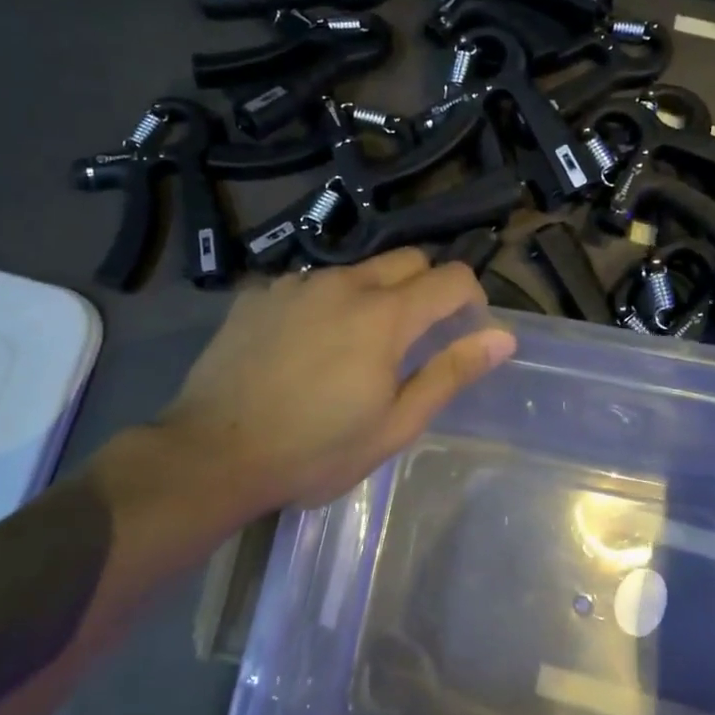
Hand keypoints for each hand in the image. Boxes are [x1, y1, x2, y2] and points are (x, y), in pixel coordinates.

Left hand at [153, 249, 515, 520]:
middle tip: (414, 339)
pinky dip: (323, 305)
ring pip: (355, 272)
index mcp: (384, 315)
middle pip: (406, 260)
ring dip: (372, 297)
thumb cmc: (314, 451)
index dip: (471, 299)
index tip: (465, 331)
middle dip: (425, 288)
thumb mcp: (394, 424)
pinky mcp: (259, 294)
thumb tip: (501, 338)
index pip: (451, 277)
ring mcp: (295, 284)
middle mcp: (343, 283)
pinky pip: (308, 285)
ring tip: (351, 349)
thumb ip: (450, 373)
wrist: (212, 454)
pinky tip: (302, 348)